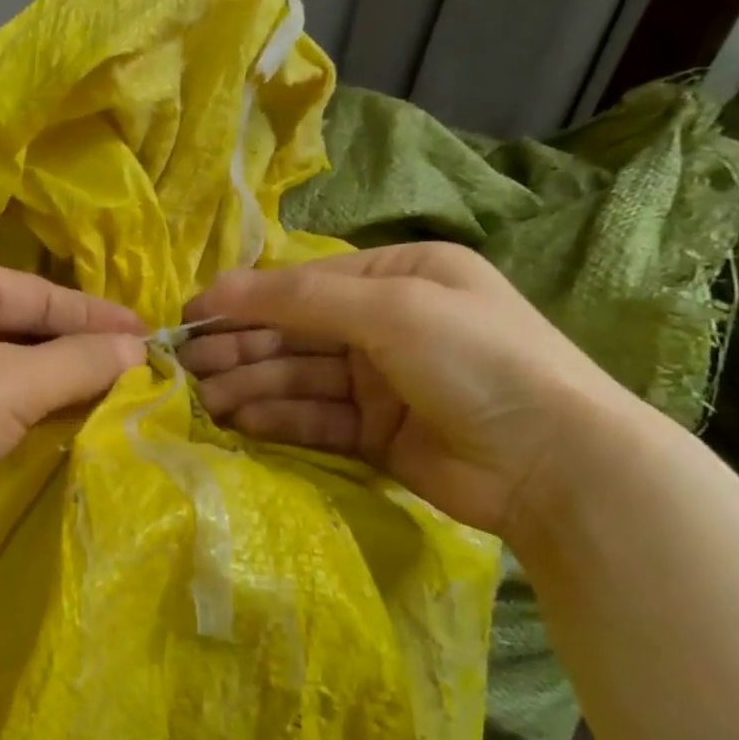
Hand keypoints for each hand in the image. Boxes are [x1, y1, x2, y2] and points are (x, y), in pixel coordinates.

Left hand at [0, 256, 147, 578]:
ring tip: (117, 394)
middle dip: (77, 350)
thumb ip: (79, 363)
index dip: (95, 315)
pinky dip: (28, 412)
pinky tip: (67, 421)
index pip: (35, 292)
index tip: (150, 334)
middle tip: (140, 367)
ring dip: (56, 384)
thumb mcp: (11, 384)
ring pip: (7, 369)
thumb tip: (140, 350)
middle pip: (21, 328)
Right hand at [180, 243, 649, 539]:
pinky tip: (243, 423)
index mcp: (400, 276)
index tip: (190, 316)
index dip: (246, 300)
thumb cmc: (476, 360)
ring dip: (252, 386)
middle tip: (187, 366)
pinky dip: (280, 420)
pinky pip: (315, 419)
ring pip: (299, 379)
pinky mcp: (375, 434)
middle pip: (296, 333)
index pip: (304, 285)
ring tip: (206, 400)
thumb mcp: (390, 310)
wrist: (552, 463)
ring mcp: (381, 383)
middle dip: (242, 347)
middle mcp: (386, 325)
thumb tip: (215, 288)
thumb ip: (300, 299)